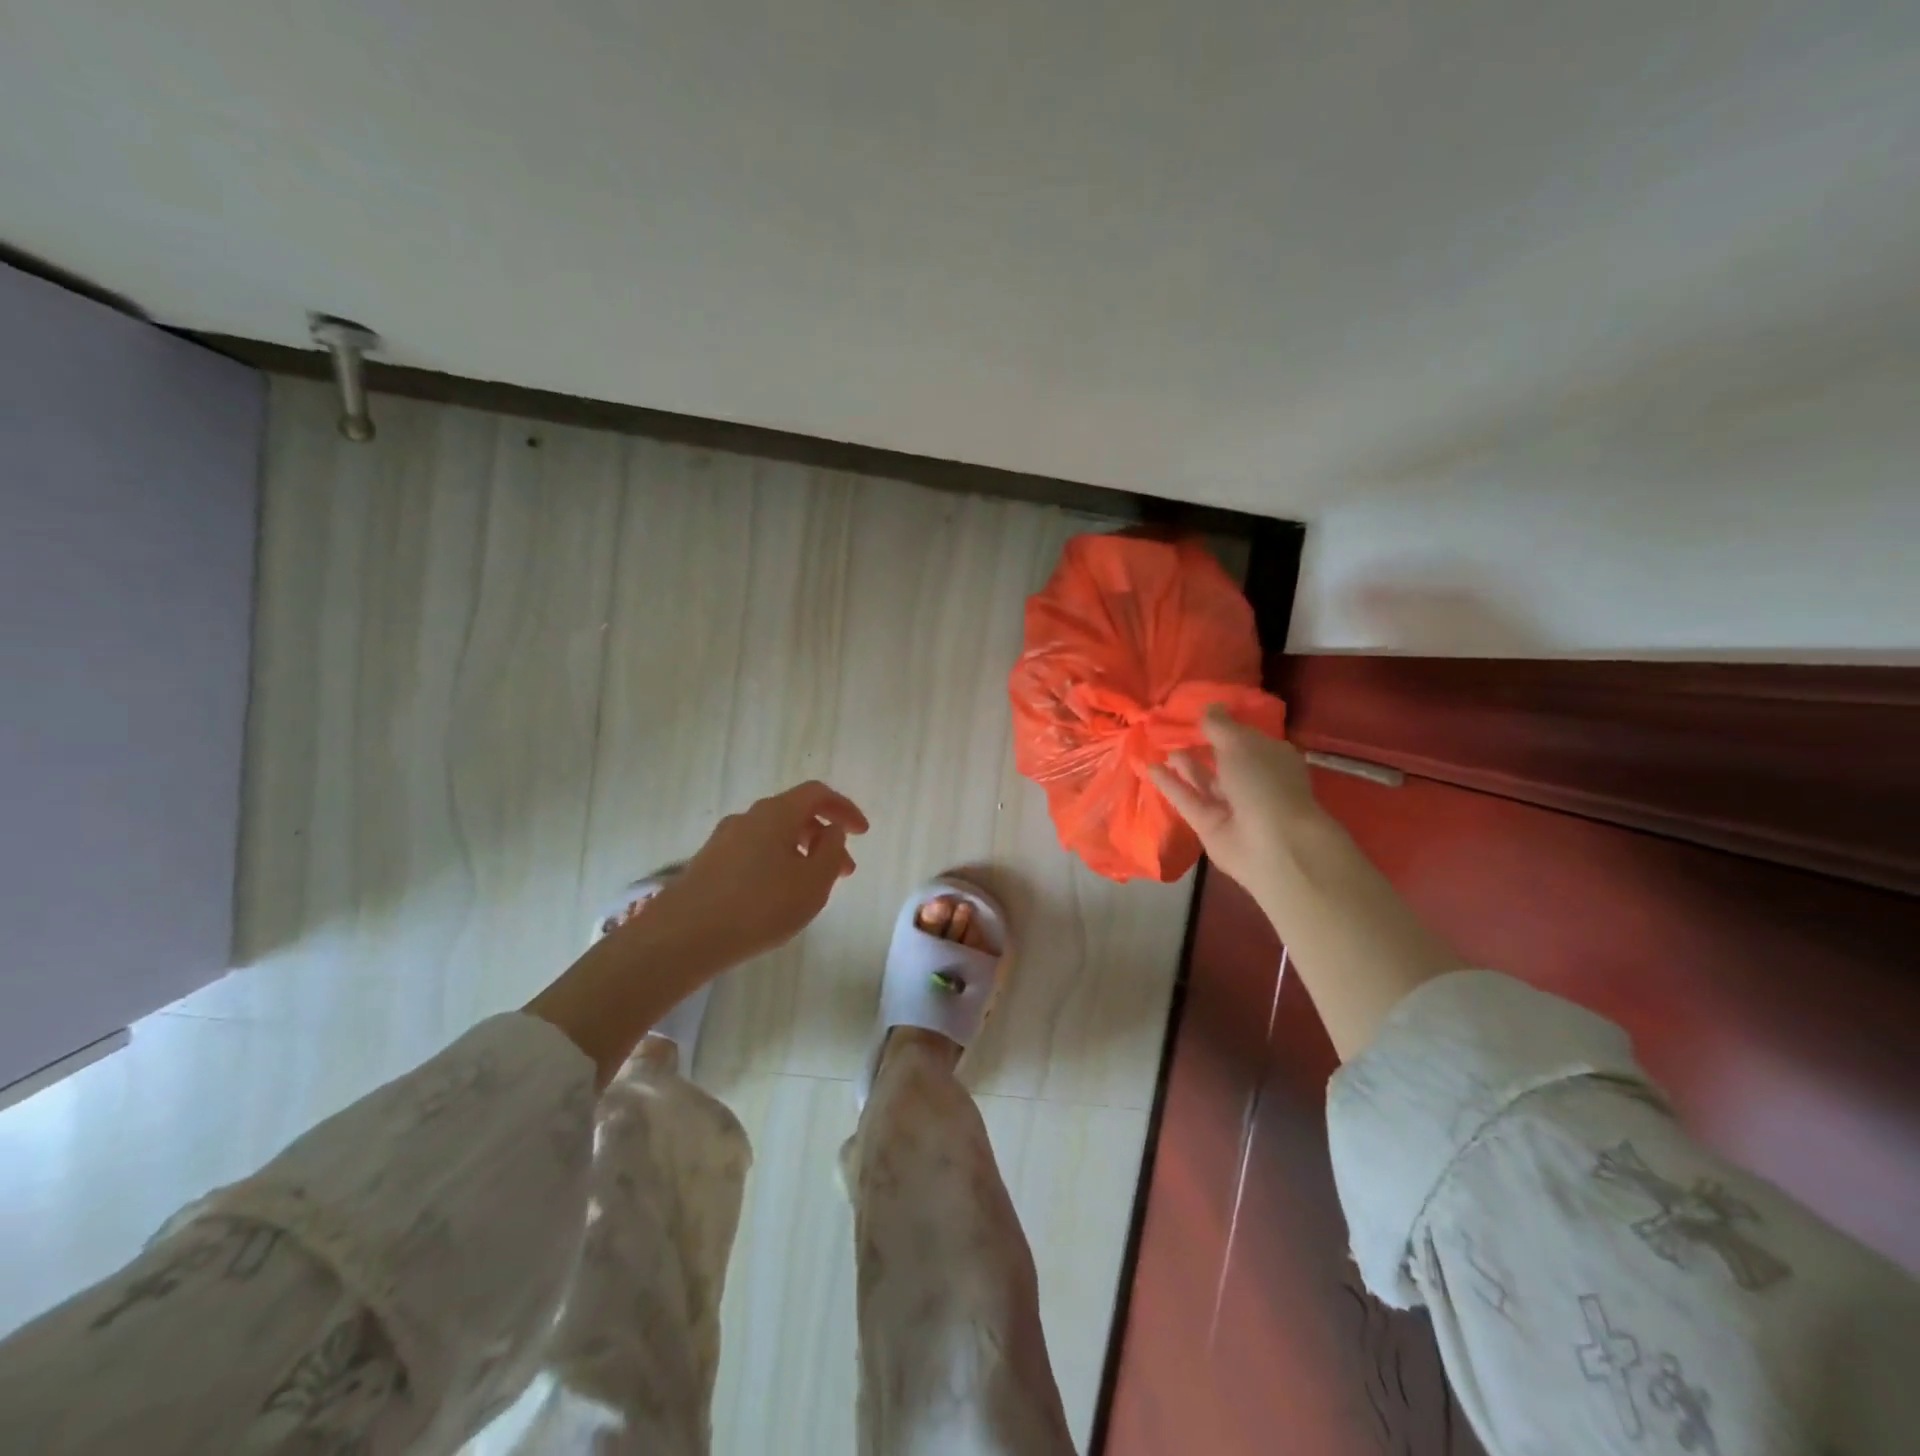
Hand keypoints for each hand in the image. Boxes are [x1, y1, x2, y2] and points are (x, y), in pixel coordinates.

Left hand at [648, 780, 869, 964]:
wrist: (682, 937)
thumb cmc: (759, 907)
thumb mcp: (812, 883)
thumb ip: (832, 851)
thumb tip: (832, 830)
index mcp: (776, 813)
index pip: (817, 793)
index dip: (845, 808)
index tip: (863, 832)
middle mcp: (748, 817)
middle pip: (795, 814)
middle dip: (825, 837)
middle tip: (844, 870)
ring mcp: (724, 840)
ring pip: (774, 836)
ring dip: (801, 853)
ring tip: (813, 888)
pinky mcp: (708, 863)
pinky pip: (754, 852)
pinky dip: (777, 864)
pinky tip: (778, 896)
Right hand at [1148, 705, 1317, 900]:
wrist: (1271, 843)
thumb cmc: (1263, 782)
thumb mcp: (1240, 743)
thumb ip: (1219, 725)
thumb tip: (1210, 706)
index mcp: (1270, 757)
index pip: (1244, 738)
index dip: (1223, 726)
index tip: (1198, 712)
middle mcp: (1252, 780)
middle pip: (1222, 760)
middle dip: (1199, 745)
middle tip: (1171, 728)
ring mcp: (1230, 805)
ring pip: (1203, 780)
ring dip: (1183, 764)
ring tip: (1158, 745)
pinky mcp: (1208, 824)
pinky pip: (1187, 799)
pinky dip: (1170, 784)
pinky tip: (1150, 767)